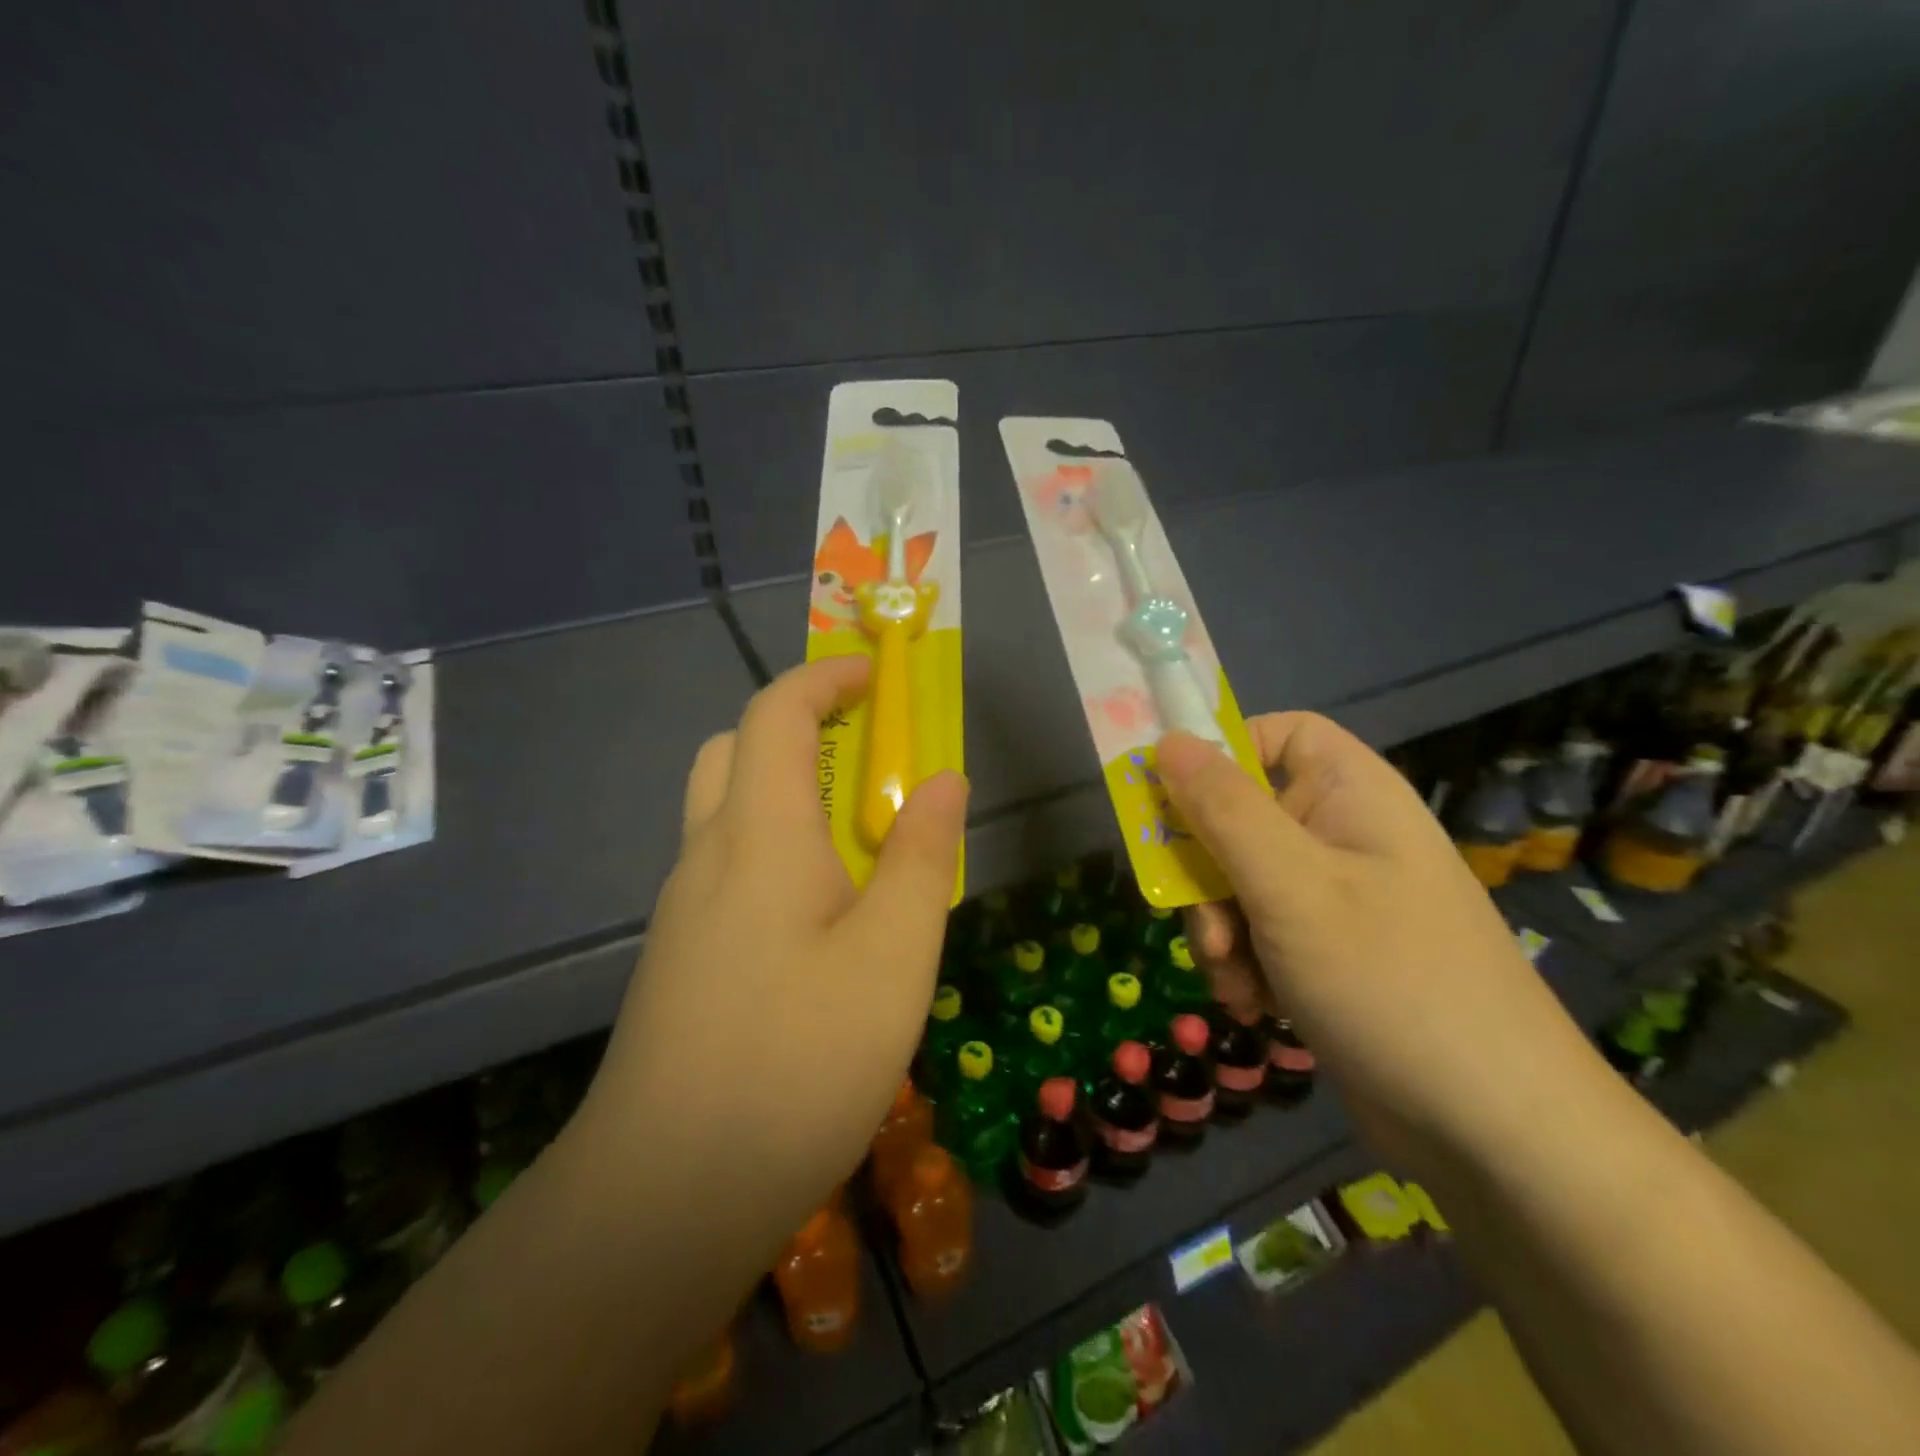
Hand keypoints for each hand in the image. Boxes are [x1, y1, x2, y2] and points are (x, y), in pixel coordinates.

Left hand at [579, 656, 966, 1254]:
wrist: (667, 1195)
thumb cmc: (798, 1059)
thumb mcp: (894, 955)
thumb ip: (923, 857)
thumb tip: (943, 780)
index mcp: (759, 834)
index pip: (776, 713)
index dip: (827, 678)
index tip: (880, 677)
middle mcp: (708, 855)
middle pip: (737, 751)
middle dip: (802, 728)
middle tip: (870, 757)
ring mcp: (685, 910)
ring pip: (729, 813)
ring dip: (791, 794)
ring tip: (862, 843)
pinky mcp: (683, 958)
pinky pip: (730, 869)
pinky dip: (779, 851)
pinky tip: (824, 919)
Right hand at [1158, 714, 1594, 1169]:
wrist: (1495, 1133)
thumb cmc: (1390, 981)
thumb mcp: (1289, 885)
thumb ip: (1222, 808)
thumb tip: (1168, 739)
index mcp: (1350, 793)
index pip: (1276, 733)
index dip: (1220, 754)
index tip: (1171, 800)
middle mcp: (1344, 834)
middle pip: (1240, 816)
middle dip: (1206, 872)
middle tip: (1204, 922)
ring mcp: (1338, 897)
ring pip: (1239, 881)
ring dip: (1220, 928)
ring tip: (1236, 981)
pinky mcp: (1329, 953)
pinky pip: (1260, 932)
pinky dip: (1244, 964)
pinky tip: (1256, 1005)